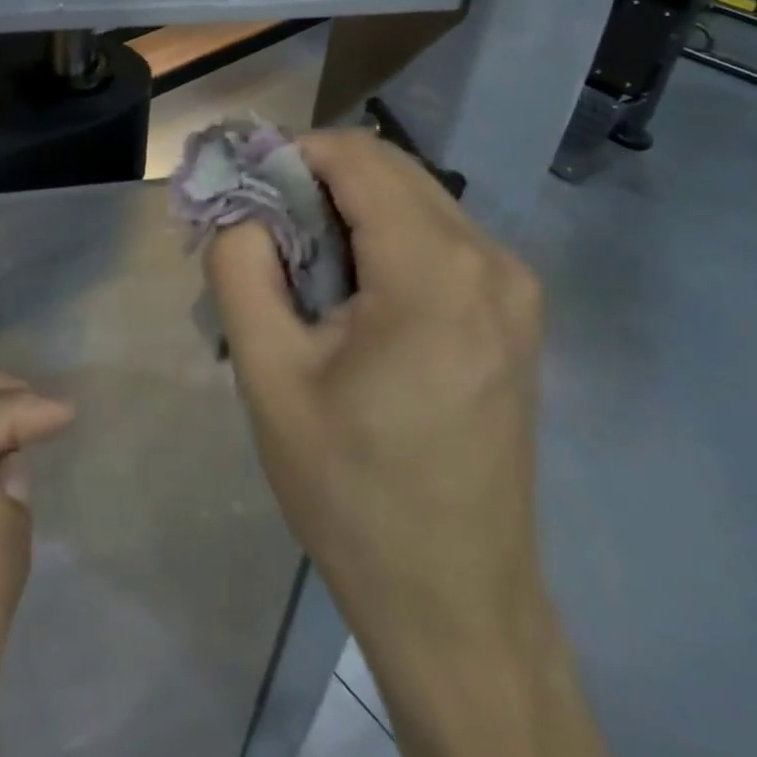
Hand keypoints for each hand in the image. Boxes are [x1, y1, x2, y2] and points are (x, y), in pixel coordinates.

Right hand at [207, 129, 617, 756]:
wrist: (455, 599)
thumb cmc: (351, 490)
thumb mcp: (268, 375)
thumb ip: (240, 268)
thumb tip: (242, 208)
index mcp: (435, 273)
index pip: (356, 157)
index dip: (291, 157)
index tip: (247, 197)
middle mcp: (491, 261)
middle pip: (389, 170)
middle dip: (317, 182)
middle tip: (265, 235)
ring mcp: (515, 287)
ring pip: (415, 199)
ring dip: (350, 211)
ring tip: (303, 271)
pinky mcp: (516, 313)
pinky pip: (439, 237)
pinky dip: (385, 239)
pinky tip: (355, 296)